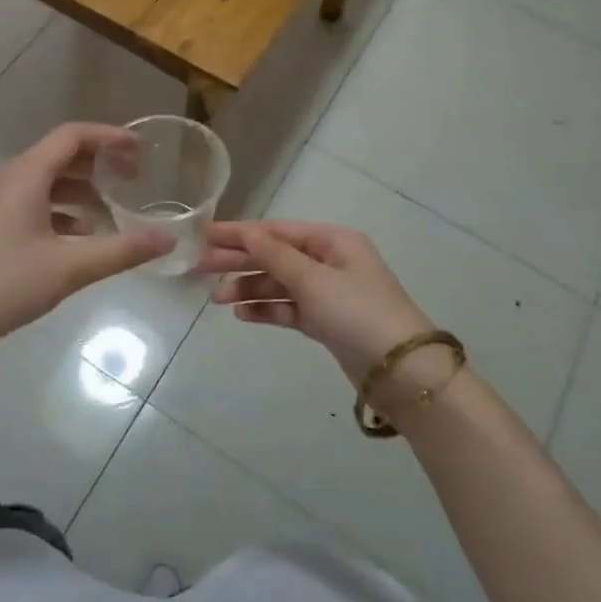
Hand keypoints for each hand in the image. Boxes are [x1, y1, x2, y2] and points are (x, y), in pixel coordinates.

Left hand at [0, 123, 172, 348]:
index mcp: (24, 175)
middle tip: (132, 181)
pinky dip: (58, 210)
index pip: (72, 136)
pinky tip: (78, 237)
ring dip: (79, 191)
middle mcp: (5, 177)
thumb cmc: (5, 283)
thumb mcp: (70, 268)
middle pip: (58, 156)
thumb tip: (167, 240)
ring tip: (111, 212)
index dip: (109, 137)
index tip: (140, 150)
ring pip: (43, 181)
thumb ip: (122, 250)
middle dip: (98, 165)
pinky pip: (28, 201)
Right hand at [197, 221, 433, 385]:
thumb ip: (275, 256)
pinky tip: (241, 314)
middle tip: (199, 266)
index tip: (204, 234)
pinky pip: (288, 308)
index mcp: (332, 240)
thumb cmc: (358, 312)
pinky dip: (266, 309)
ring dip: (249, 288)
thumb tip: (245, 232)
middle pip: (275, 255)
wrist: (401, 371)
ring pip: (279, 283)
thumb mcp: (314, 279)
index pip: (276, 231)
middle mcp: (329, 261)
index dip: (239, 233)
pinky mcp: (325, 321)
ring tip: (217, 299)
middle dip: (239, 260)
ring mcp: (328, 292)